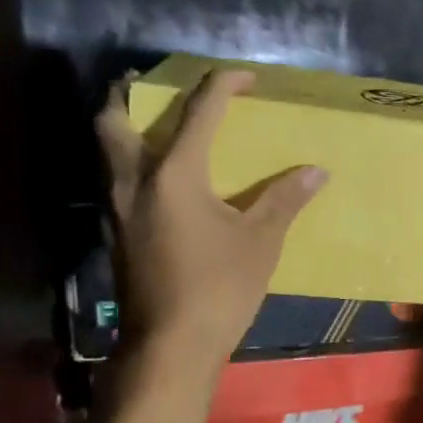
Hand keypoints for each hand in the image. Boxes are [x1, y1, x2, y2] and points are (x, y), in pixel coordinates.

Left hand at [96, 69, 326, 375]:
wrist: (171, 345)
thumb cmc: (220, 288)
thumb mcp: (260, 242)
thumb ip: (284, 199)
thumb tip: (316, 171)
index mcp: (174, 174)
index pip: (199, 112)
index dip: (224, 85)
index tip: (247, 76)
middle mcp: (134, 180)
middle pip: (115, 118)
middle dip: (131, 92)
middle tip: (154, 83)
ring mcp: (117, 208)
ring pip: (106, 149)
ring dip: (124, 125)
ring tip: (154, 123)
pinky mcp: (115, 233)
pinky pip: (114, 178)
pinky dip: (129, 160)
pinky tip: (156, 179)